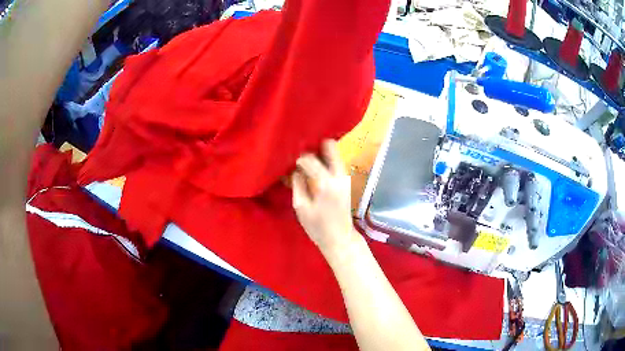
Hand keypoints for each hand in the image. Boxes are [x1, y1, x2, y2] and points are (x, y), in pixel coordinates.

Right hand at [292, 140, 360, 258]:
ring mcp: (345, 177)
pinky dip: (324, 161)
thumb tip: (294, 170)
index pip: (310, 159)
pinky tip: (313, 170)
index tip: (289, 162)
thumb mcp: (301, 207)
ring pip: (333, 153)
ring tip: (305, 162)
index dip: (297, 159)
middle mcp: (339, 175)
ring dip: (319, 153)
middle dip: (314, 147)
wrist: (340, 238)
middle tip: (300, 154)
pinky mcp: (346, 180)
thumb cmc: (318, 227)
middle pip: (330, 146)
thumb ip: (297, 184)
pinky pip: (335, 162)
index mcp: (326, 183)